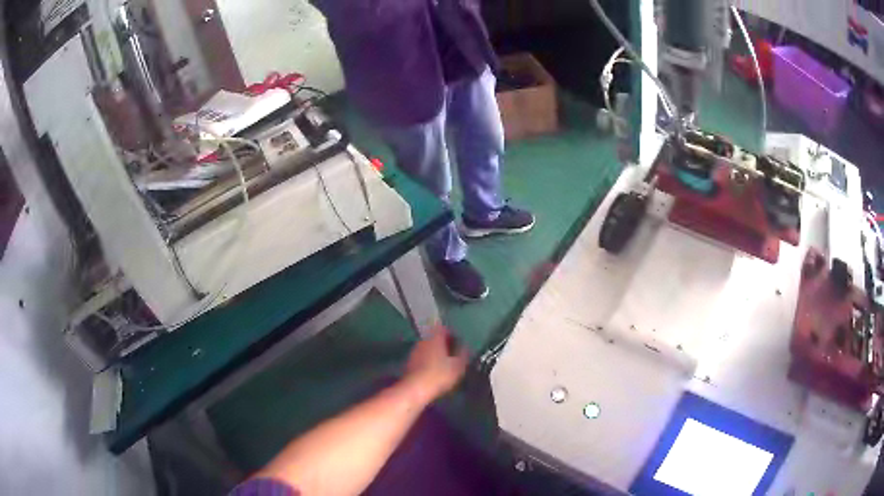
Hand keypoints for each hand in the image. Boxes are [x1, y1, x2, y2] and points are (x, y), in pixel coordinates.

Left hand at [403, 326, 467, 403]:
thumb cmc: (439, 375)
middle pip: (435, 338)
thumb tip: (465, 347)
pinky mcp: (409, 363)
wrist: (414, 389)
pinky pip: (422, 358)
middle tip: (454, 356)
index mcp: (435, 337)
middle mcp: (423, 341)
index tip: (458, 344)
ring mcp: (414, 352)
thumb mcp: (458, 366)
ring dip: (436, 355)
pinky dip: (428, 363)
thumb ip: (463, 354)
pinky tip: (434, 373)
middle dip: (444, 346)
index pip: (444, 329)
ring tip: (445, 366)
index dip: (452, 335)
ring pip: (428, 349)